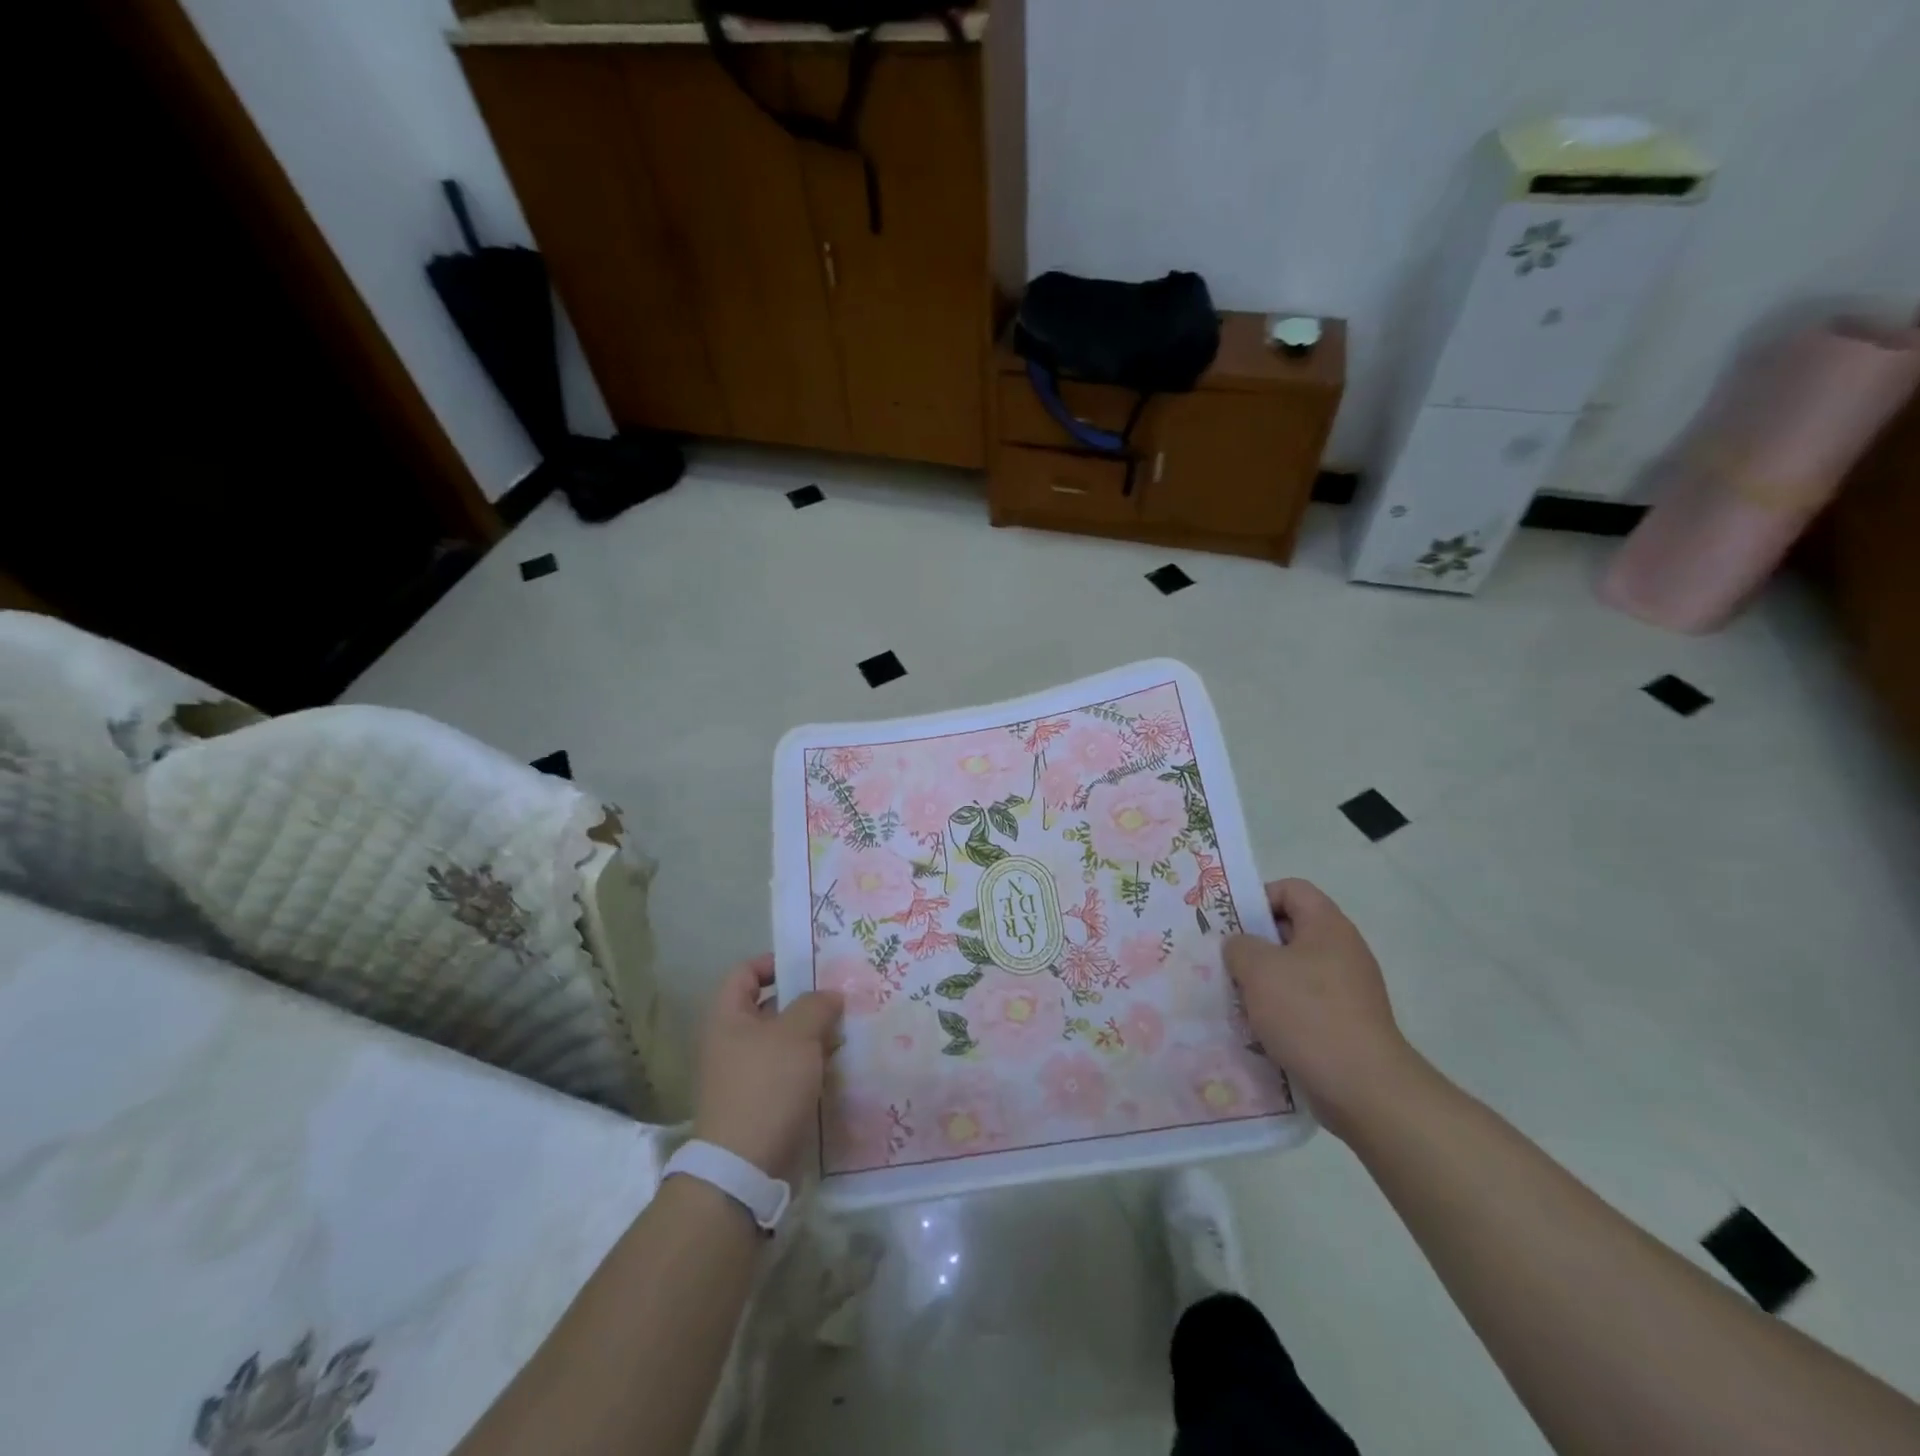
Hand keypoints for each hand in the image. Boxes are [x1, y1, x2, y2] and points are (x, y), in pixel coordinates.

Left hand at [691, 954, 842, 1177]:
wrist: (745, 1167)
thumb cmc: (766, 1086)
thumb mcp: (796, 1034)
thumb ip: (816, 1005)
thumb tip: (830, 996)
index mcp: (727, 1017)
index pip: (746, 973)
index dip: (775, 963)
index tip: (811, 965)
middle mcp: (732, 1042)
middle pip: (771, 1008)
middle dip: (807, 1002)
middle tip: (844, 995)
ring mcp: (747, 1075)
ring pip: (786, 1043)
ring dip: (816, 1036)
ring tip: (852, 1027)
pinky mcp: (764, 1103)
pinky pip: (792, 1072)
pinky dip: (814, 1066)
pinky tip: (843, 1064)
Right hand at [1223, 879, 1414, 1141]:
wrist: (1363, 1087)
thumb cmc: (1308, 1014)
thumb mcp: (1258, 969)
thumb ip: (1239, 946)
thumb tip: (1240, 947)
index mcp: (1328, 926)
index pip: (1291, 889)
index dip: (1258, 898)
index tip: (1231, 924)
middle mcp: (1342, 951)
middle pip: (1290, 930)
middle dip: (1253, 945)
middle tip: (1223, 961)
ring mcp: (1346, 989)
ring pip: (1293, 971)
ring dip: (1262, 982)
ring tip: (1234, 998)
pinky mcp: (1344, 1023)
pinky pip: (1303, 1004)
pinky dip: (1278, 1011)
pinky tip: (1257, 1029)